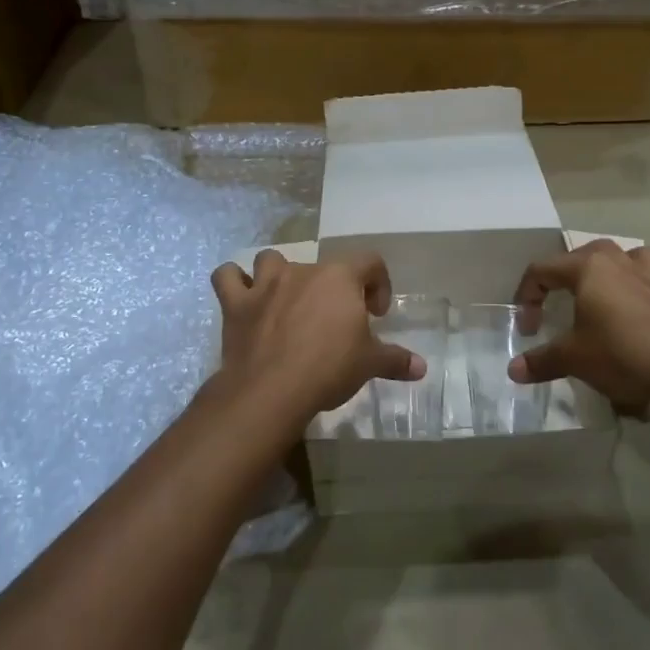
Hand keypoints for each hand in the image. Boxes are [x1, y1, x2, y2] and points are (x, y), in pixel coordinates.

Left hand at [209, 250, 423, 425]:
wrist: (272, 389)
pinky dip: (233, 282)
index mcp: (340, 278)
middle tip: (334, 323)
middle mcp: (303, 270)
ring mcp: (265, 284)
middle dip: (331, 290)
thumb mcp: (370, 364)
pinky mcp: (236, 303)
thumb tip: (422, 367)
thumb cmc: (329, 368)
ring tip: (285, 300)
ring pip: (271, 260)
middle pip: (322, 266)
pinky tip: (241, 296)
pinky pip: (227, 276)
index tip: (376, 314)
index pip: (370, 262)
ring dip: (277, 274)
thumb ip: (396, 360)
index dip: (378, 284)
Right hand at [508, 241, 649, 412]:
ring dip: (624, 268)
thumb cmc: (620, 354)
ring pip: (637, 256)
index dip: (528, 296)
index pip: (543, 270)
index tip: (528, 327)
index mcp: (589, 268)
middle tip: (561, 301)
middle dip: (569, 274)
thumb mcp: (572, 359)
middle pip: (588, 253)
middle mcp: (621, 262)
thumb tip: (513, 370)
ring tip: (614, 290)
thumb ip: (541, 361)